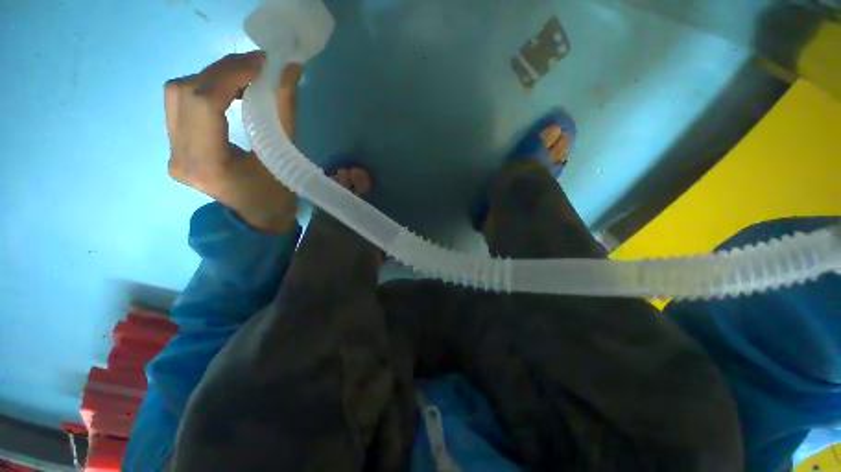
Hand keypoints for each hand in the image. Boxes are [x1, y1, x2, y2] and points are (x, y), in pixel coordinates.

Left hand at [165, 51, 303, 232]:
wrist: (257, 221)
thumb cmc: (276, 198)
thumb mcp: (285, 157)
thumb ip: (284, 112)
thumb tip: (290, 70)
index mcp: (208, 163)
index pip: (204, 102)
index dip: (231, 74)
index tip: (262, 63)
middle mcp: (179, 156)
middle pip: (184, 92)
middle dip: (222, 70)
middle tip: (256, 66)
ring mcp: (171, 152)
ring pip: (177, 94)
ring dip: (211, 77)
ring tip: (244, 77)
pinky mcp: (174, 148)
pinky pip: (180, 105)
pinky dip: (205, 89)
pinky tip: (229, 92)